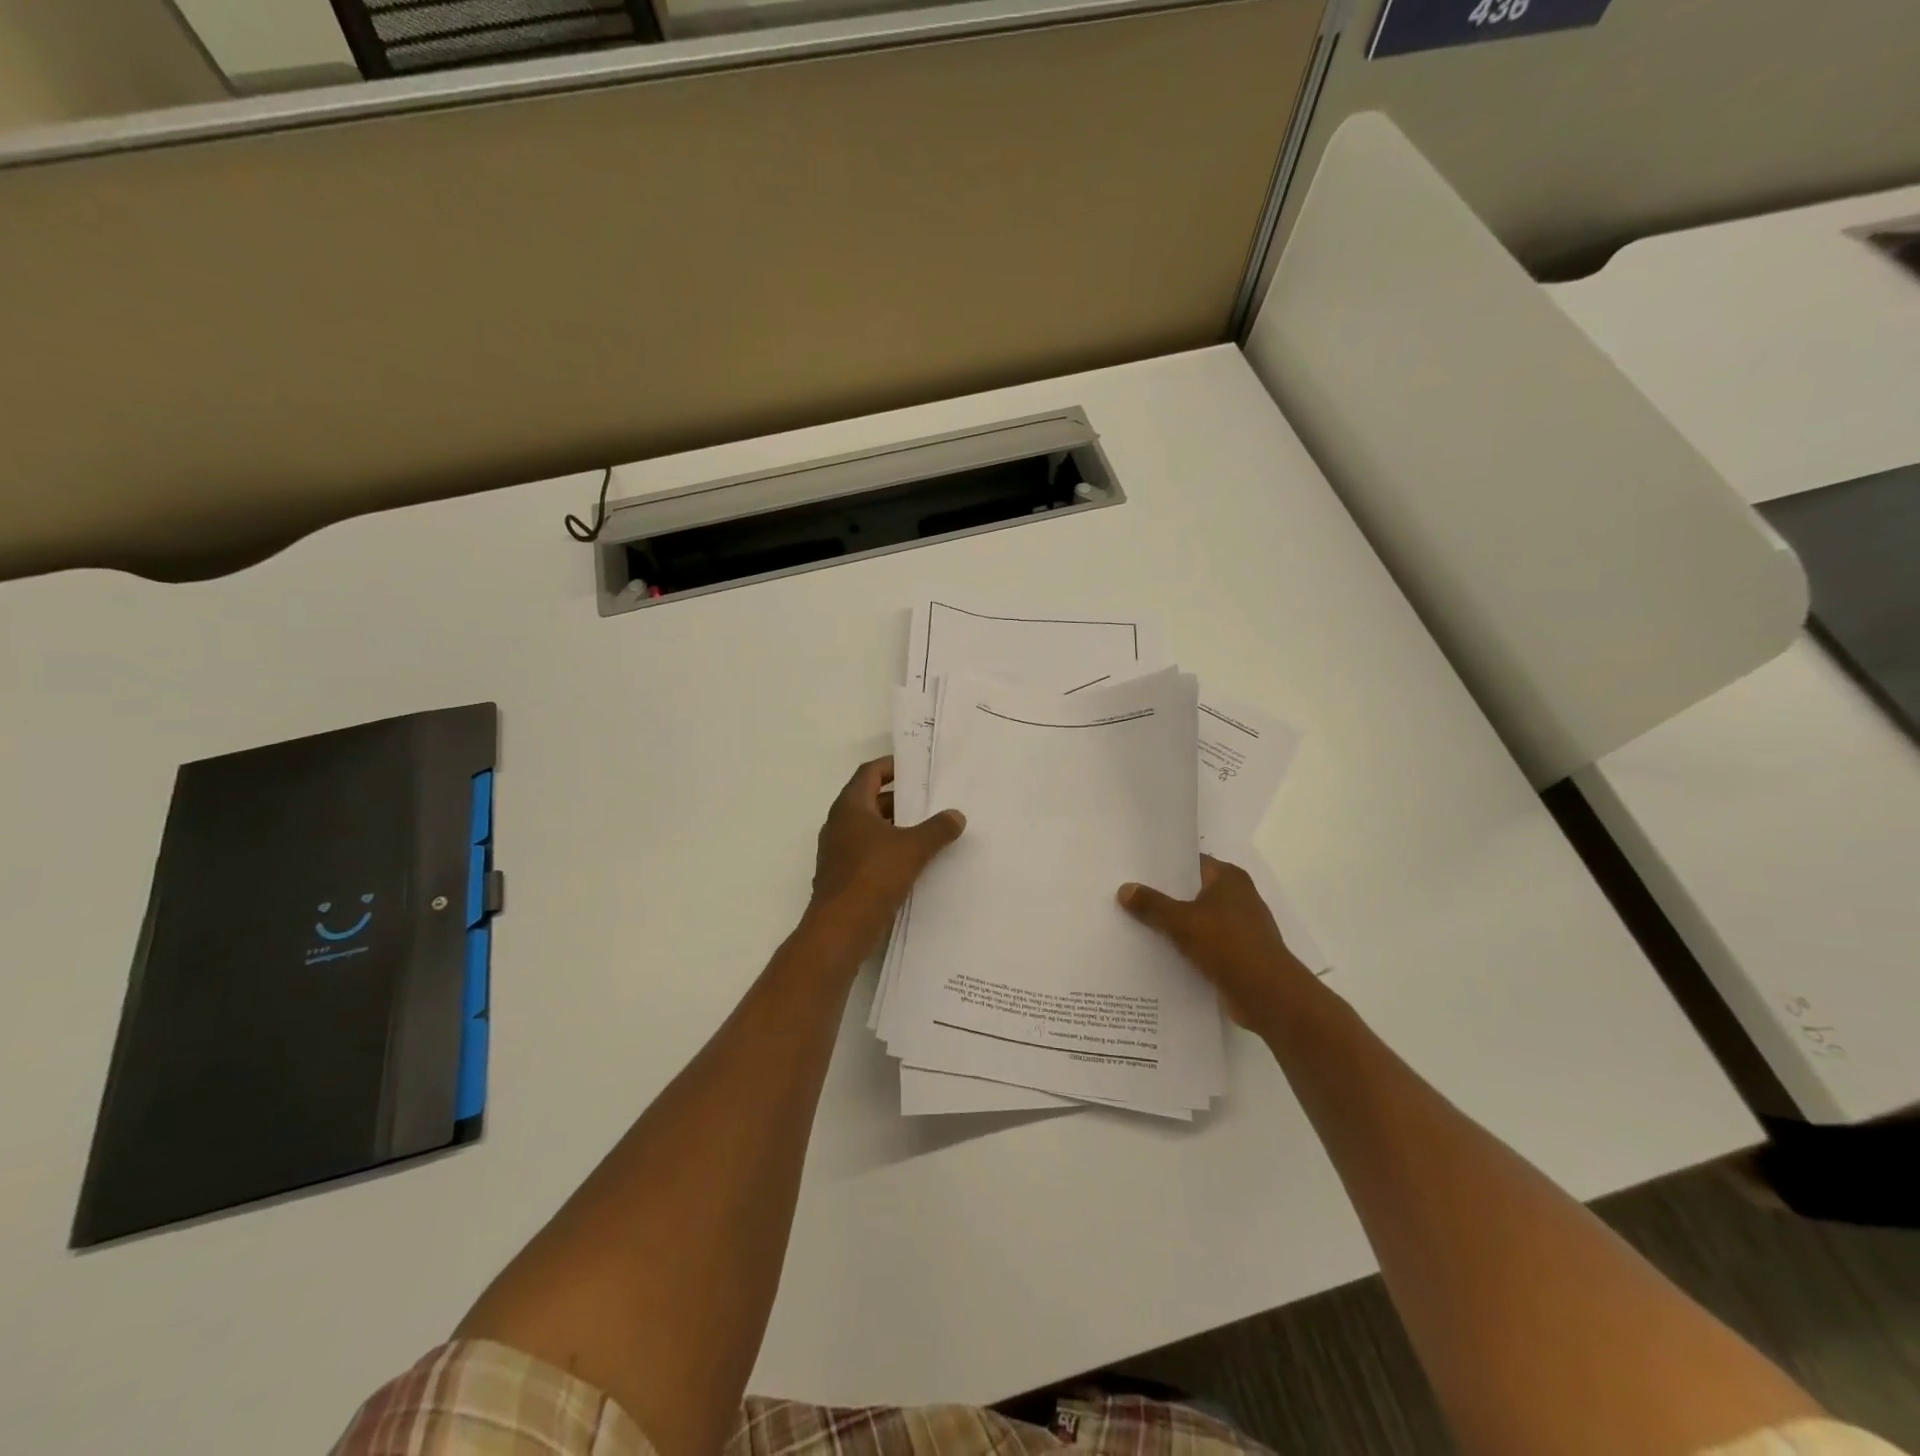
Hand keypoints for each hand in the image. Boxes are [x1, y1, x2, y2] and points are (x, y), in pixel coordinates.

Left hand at [808, 756, 965, 955]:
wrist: (841, 927)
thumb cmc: (873, 876)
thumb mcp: (913, 848)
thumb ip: (937, 829)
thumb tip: (956, 815)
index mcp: (850, 807)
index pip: (869, 773)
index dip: (891, 766)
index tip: (914, 768)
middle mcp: (838, 823)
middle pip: (869, 800)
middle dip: (898, 799)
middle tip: (928, 799)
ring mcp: (837, 851)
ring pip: (868, 828)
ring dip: (894, 826)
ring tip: (926, 829)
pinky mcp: (841, 875)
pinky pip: (866, 852)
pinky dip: (887, 849)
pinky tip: (911, 861)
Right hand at [1118, 855, 1312, 1027]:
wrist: (1268, 995)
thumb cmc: (1227, 945)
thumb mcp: (1182, 922)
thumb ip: (1152, 905)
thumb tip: (1124, 889)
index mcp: (1228, 878)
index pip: (1190, 862)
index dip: (1162, 866)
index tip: (1132, 869)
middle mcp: (1237, 896)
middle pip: (1191, 890)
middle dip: (1162, 896)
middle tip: (1126, 896)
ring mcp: (1239, 926)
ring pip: (1196, 918)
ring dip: (1172, 924)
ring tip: (1134, 923)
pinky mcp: (1238, 953)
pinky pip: (1203, 943)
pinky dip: (1185, 946)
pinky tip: (1157, 951)